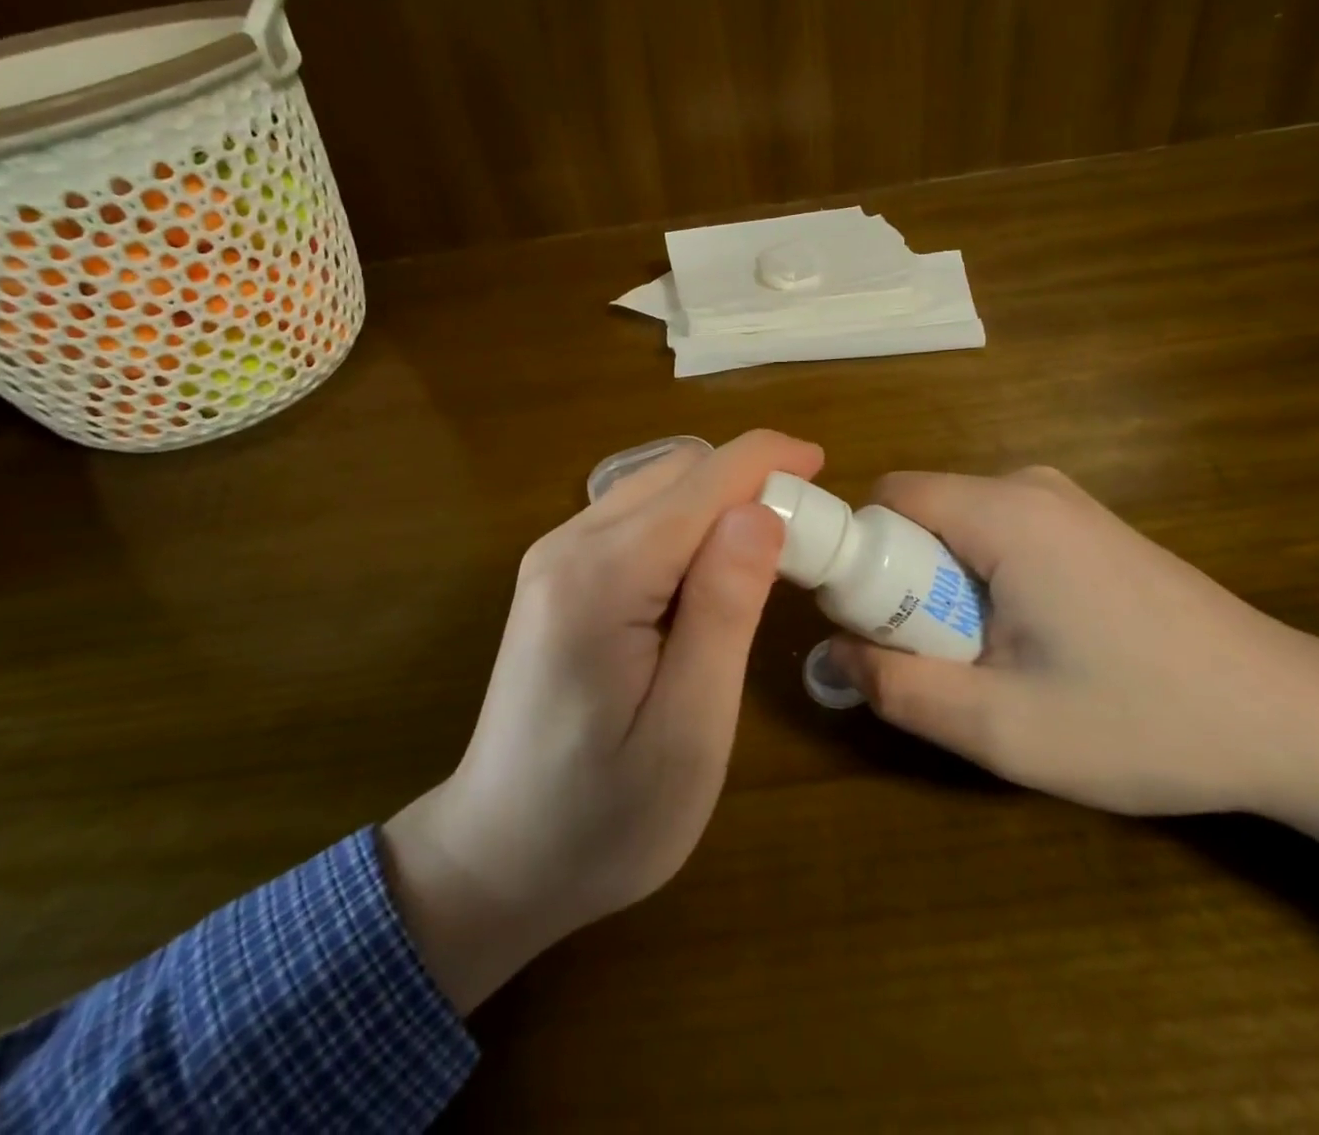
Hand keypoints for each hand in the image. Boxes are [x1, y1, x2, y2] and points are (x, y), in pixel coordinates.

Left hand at [383, 429, 822, 1010]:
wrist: (495, 858)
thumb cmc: (603, 817)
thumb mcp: (688, 729)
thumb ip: (724, 610)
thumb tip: (759, 512)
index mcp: (602, 576)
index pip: (703, 480)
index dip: (769, 460)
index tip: (823, 466)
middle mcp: (569, 545)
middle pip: (678, 473)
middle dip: (747, 485)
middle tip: (802, 542)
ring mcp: (556, 557)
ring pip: (657, 488)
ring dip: (718, 505)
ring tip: (763, 565)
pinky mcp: (557, 576)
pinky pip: (636, 519)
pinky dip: (686, 527)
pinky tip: (706, 582)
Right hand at [827, 466, 1318, 817]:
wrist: (1295, 718)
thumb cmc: (1144, 720)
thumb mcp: (1003, 728)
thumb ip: (900, 689)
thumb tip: (835, 654)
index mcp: (1004, 512)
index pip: (886, 499)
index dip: (859, 558)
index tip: (875, 627)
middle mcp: (1029, 487)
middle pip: (920, 515)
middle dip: (905, 584)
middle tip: (938, 661)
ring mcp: (1065, 503)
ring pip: (957, 529)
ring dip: (945, 590)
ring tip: (991, 662)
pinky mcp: (1087, 527)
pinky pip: (998, 537)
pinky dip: (985, 583)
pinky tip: (1035, 645)